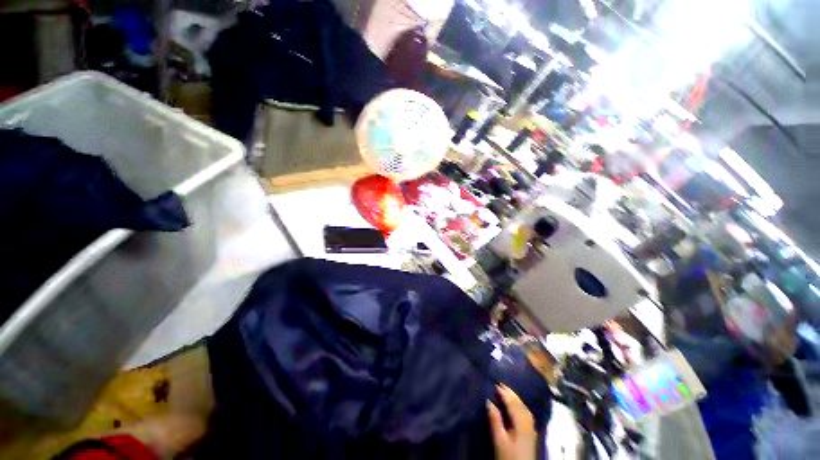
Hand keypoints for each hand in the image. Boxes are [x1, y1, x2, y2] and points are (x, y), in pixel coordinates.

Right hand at [487, 385, 537, 459]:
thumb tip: (489, 401)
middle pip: (520, 405)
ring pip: (525, 409)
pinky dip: (521, 406)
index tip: (495, 384)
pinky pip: (527, 414)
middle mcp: (528, 423)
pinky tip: (518, 407)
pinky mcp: (531, 434)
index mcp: (521, 423)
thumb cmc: (508, 457)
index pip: (513, 404)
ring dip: (516, 399)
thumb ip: (495, 420)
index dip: (504, 393)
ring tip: (508, 392)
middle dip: (511, 394)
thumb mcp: (499, 439)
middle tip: (501, 384)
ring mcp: (531, 429)